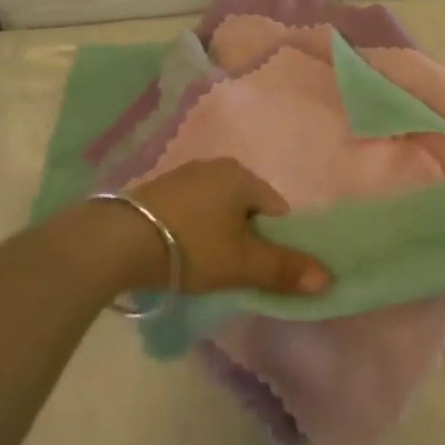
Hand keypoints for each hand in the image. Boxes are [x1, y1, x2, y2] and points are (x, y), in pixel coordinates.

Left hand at [106, 159, 330, 296]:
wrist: (117, 240)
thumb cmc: (191, 246)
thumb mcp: (241, 263)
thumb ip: (284, 270)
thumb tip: (328, 278)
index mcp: (242, 175)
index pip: (276, 210)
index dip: (275, 243)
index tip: (258, 269)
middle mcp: (216, 166)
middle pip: (247, 209)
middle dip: (246, 239)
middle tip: (232, 272)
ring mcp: (184, 175)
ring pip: (218, 210)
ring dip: (218, 235)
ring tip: (204, 267)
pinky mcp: (158, 190)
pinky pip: (192, 211)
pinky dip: (193, 231)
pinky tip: (179, 254)